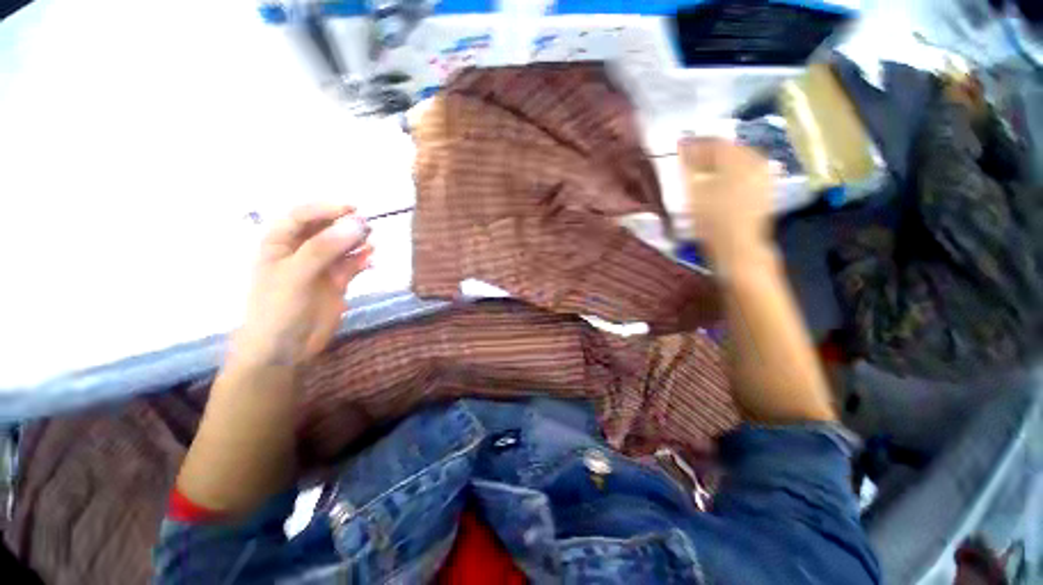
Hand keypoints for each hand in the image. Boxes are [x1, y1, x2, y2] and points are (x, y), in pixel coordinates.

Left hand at [233, 203, 373, 366]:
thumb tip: (357, 224)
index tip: (352, 209)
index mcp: (279, 243)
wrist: (285, 349)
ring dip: (357, 242)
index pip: (302, 216)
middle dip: (345, 225)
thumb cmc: (278, 308)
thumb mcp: (296, 274)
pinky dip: (363, 261)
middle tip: (367, 227)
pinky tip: (372, 261)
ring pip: (342, 246)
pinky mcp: (337, 282)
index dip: (325, 209)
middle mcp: (301, 251)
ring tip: (372, 243)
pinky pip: (353, 265)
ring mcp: (321, 267)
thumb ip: (324, 248)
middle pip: (326, 229)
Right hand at [680, 137, 774, 264]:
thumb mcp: (694, 192)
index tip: (679, 149)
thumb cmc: (713, 221)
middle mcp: (755, 162)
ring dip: (719, 163)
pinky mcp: (764, 190)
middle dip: (708, 153)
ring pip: (738, 160)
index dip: (695, 144)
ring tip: (702, 173)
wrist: (739, 248)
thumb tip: (681, 146)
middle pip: (729, 149)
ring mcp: (763, 176)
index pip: (715, 142)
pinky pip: (746, 172)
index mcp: (738, 159)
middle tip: (689, 162)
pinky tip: (719, 183)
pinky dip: (730, 173)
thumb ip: (687, 167)